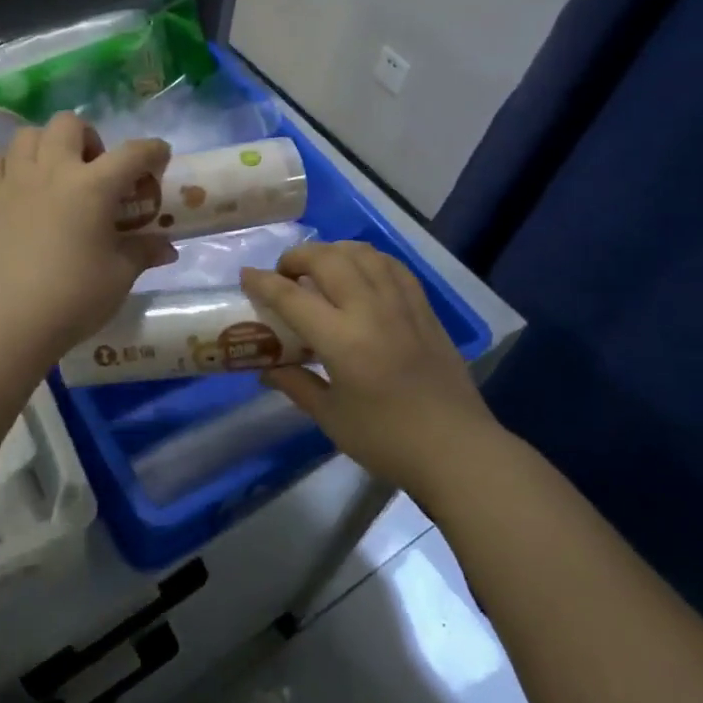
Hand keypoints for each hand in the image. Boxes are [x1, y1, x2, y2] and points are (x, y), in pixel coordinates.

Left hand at [0, 113, 176, 363]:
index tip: (160, 157)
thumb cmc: (73, 298)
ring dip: (46, 146)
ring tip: (53, 174)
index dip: (153, 150)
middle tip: (94, 170)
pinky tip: (16, 187)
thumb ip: (142, 252)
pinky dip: (6, 165)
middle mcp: (53, 171)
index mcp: (93, 186)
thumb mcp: (119, 276)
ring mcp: (14, 181)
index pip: (132, 153)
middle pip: (69, 124)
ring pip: (27, 135)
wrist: (8, 321)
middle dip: (88, 138)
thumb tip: (166, 248)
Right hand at [242, 242, 502, 501]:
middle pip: (327, 259)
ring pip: (362, 253)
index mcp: (342, 340)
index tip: (246, 276)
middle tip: (284, 274)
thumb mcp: (331, 417)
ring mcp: (402, 305)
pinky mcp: (425, 309)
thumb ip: (296, 384)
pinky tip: (360, 273)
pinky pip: (392, 266)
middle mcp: (371, 310)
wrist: (457, 450)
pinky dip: (368, 259)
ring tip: (320, 269)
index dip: (263, 282)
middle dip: (297, 257)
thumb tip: (266, 369)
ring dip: (333, 251)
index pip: (292, 297)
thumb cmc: (387, 440)